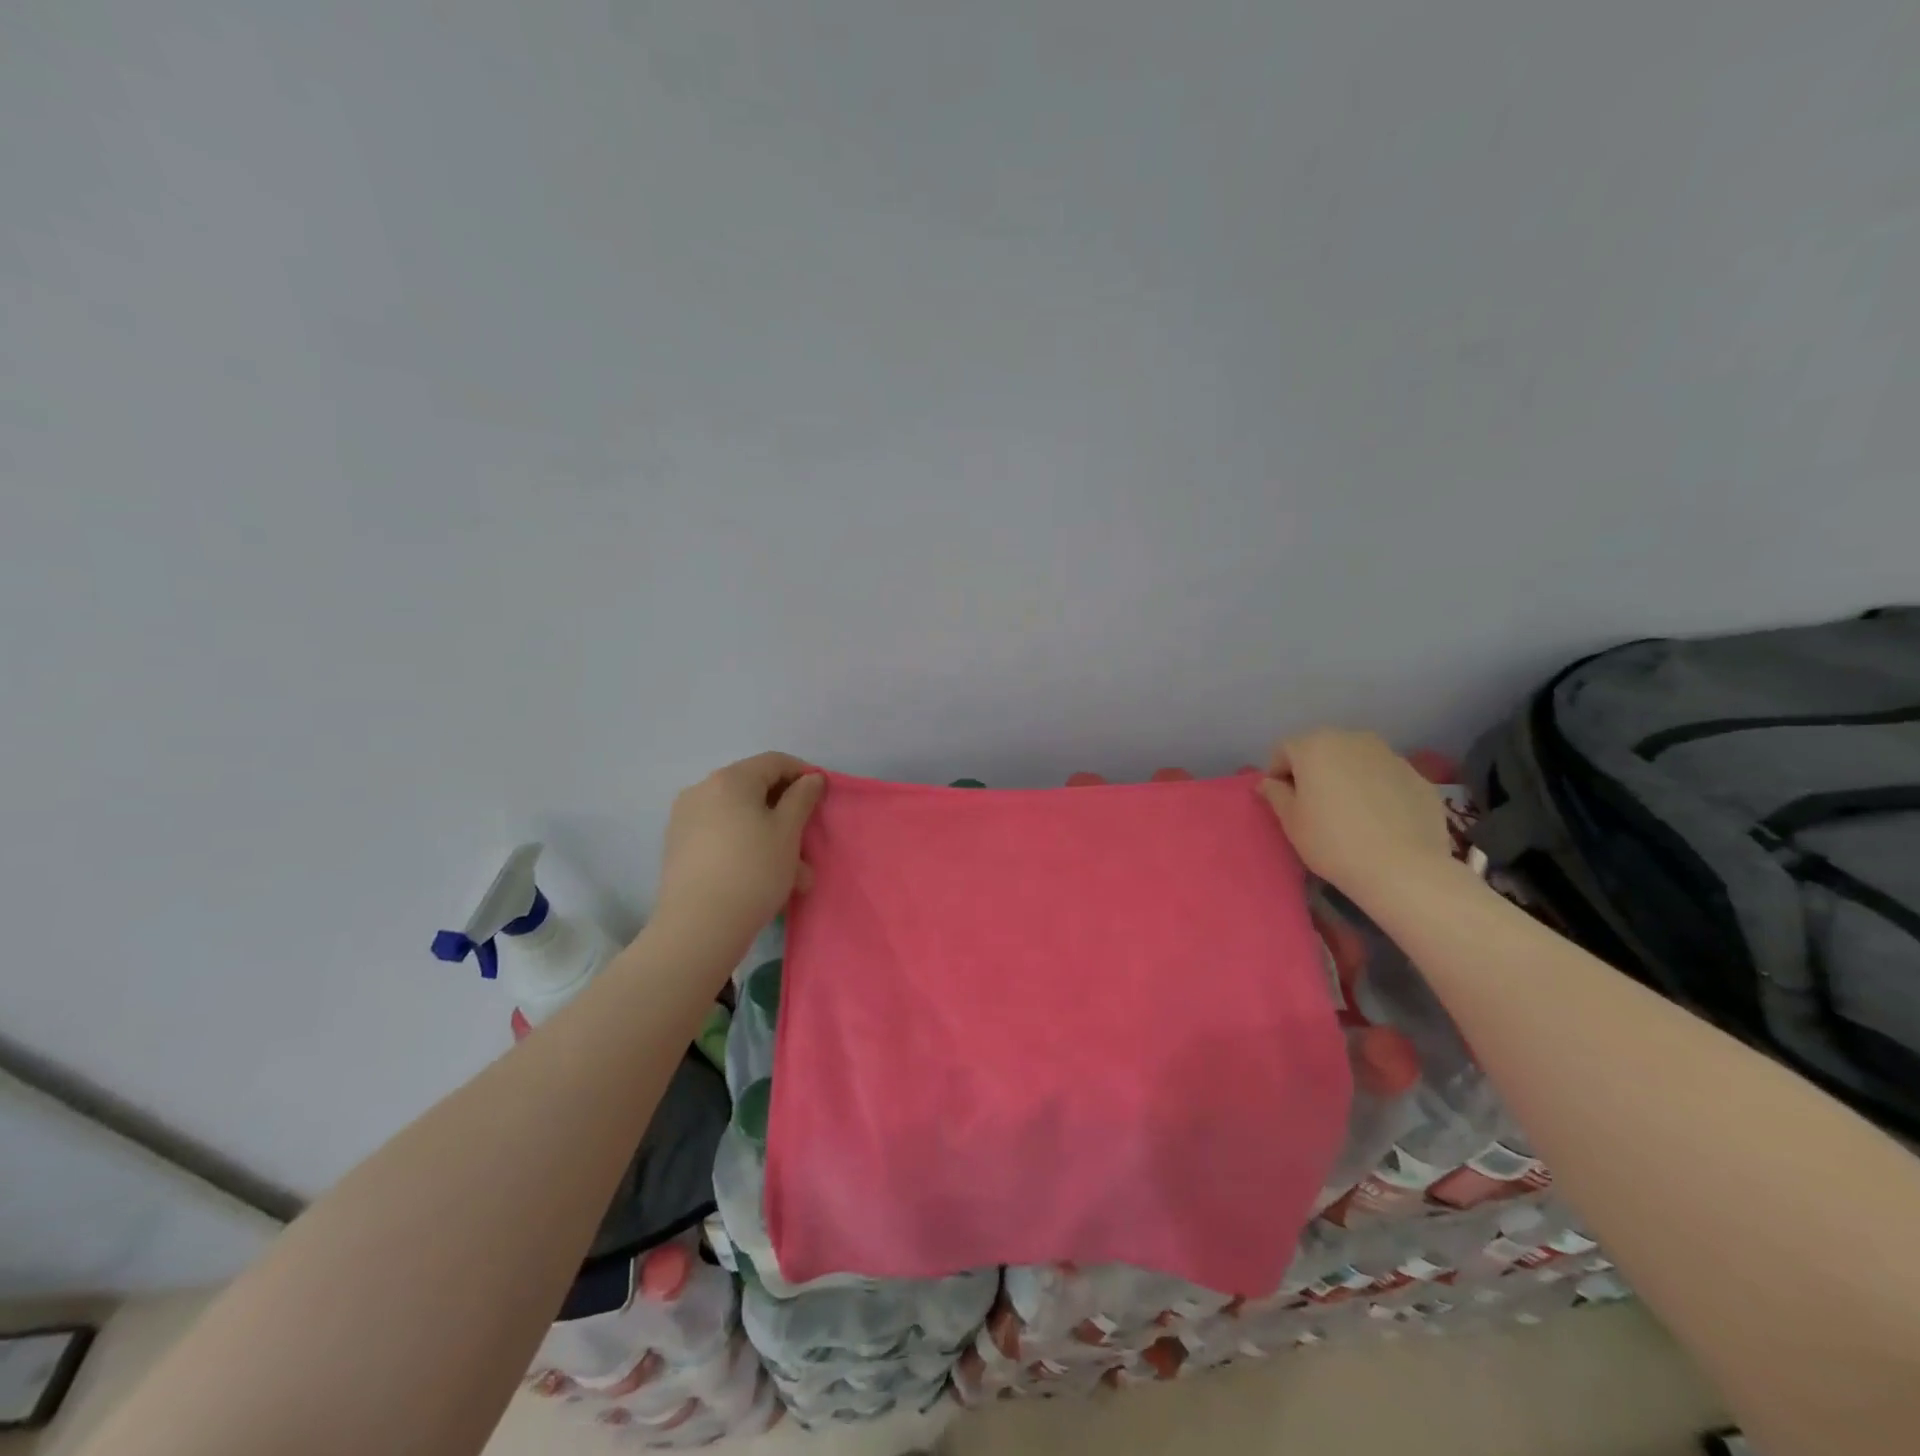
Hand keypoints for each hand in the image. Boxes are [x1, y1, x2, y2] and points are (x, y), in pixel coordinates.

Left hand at [653, 753, 824, 952]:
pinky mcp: (678, 847)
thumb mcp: (788, 832)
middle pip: (755, 790)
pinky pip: (722, 836)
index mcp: (730, 779)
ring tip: (793, 876)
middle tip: (809, 844)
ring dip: (770, 838)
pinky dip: (746, 848)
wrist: (698, 927)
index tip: (823, 798)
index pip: (775, 762)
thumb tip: (811, 778)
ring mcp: (685, 819)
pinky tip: (763, 880)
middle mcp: (702, 790)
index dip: (804, 774)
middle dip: (787, 815)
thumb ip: (802, 798)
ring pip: (740, 818)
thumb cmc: (753, 871)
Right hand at [1258, 729, 1452, 905]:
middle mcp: (1352, 740)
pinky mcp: (1418, 776)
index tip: (1282, 801)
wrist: (1403, 868)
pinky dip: (1377, 790)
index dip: (1277, 774)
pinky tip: (1380, 820)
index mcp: (1315, 746)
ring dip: (1346, 777)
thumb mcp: (1291, 821)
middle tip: (1313, 805)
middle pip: (1322, 749)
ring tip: (1349, 812)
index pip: (1284, 749)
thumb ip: (1275, 794)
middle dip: (1313, 771)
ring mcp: (1390, 755)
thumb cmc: (1332, 842)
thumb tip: (1269, 783)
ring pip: (1356, 760)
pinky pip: (1385, 777)